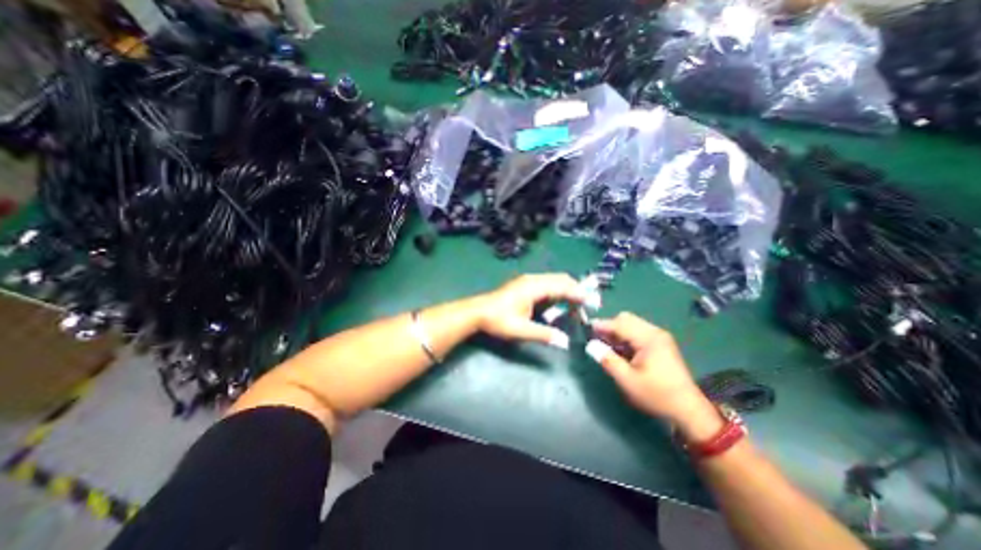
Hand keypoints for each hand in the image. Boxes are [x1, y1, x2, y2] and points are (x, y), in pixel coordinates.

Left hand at [473, 273, 585, 347]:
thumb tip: (565, 342)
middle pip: (561, 279)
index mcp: (533, 287)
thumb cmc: (497, 320)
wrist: (477, 312)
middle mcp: (533, 279)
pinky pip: (547, 284)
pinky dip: (558, 292)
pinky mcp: (525, 284)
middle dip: (576, 290)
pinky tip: (560, 304)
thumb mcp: (520, 330)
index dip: (579, 294)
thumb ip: (543, 334)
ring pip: (555, 281)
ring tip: (577, 306)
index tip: (594, 303)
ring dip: (567, 291)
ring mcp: (528, 280)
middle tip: (588, 306)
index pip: (563, 286)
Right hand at [580, 311, 712, 426]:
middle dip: (609, 326)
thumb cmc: (656, 394)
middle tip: (598, 340)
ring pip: (632, 324)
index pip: (619, 323)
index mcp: (648, 338)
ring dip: (617, 331)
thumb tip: (590, 345)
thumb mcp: (627, 380)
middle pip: (626, 319)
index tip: (586, 329)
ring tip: (607, 346)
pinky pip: (638, 332)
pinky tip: (621, 350)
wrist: (688, 409)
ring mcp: (659, 337)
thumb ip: (608, 360)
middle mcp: (655, 332)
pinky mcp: (661, 343)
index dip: (601, 325)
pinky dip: (626, 337)